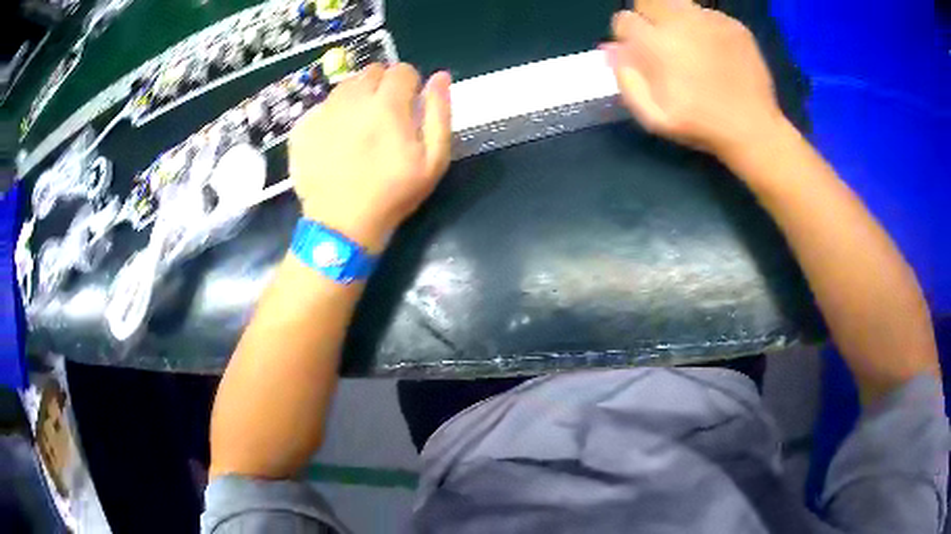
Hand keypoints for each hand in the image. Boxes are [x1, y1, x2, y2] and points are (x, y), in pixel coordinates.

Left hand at [289, 64, 451, 252]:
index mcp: (387, 104)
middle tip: (384, 116)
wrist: (341, 224)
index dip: (410, 85)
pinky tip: (335, 139)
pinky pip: (322, 106)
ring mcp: (323, 111)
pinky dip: (332, 114)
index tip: (408, 105)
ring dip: (357, 97)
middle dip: (382, 86)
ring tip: (358, 127)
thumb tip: (440, 77)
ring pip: (345, 86)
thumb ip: (439, 113)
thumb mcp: (433, 160)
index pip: (402, 70)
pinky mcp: (303, 127)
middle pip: (372, 71)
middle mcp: (352, 99)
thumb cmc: (393, 194)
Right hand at [604, 0, 782, 158]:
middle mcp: (681, 22)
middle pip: (648, 0)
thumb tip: (611, 49)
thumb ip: (626, 79)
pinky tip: (716, 52)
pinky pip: (708, 15)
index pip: (624, 19)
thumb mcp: (654, 117)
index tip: (639, 52)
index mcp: (657, 44)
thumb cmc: (700, 126)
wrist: (753, 129)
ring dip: (676, 19)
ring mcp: (710, 20)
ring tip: (690, 44)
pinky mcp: (733, 25)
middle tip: (662, 40)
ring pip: (679, 3)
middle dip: (648, 16)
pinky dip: (706, 28)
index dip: (627, 36)